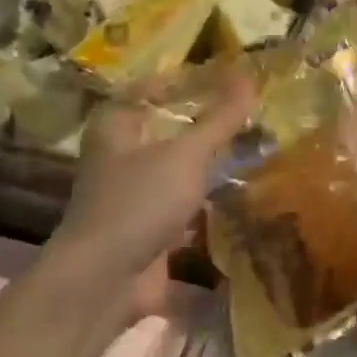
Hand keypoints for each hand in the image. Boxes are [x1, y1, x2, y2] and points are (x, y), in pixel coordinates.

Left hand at [51, 68, 259, 286]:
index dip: (185, 81)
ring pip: (175, 168)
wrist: (105, 280)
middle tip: (247, 112)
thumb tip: (251, 77)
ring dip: (207, 162)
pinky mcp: (145, 227)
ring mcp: (131, 194)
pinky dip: (206, 198)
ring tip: (251, 148)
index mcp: (116, 125)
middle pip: (165, 128)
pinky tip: (239, 194)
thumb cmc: (140, 201)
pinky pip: (181, 203)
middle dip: (204, 123)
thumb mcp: (186, 154)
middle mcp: (118, 155)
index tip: (225, 77)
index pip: (150, 88)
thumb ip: (220, 118)